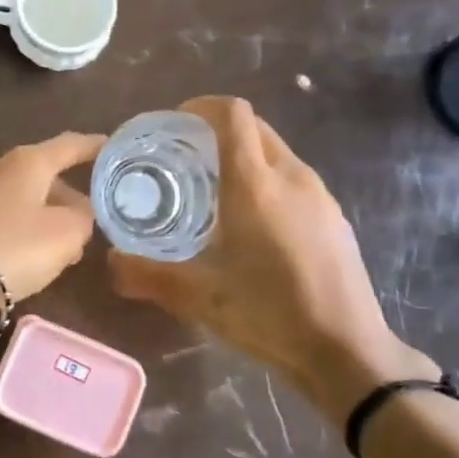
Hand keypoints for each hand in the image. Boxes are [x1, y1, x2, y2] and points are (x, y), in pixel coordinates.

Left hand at [0, 131, 105, 331]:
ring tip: (56, 253)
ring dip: (40, 220)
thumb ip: (83, 220)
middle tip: (86, 229)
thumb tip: (78, 215)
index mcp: (27, 161)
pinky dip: (13, 233)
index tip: (112, 147)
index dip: (94, 147)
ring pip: (18, 200)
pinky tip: (18, 261)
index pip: (70, 145)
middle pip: (42, 176)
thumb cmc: (9, 248)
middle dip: (66, 199)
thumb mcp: (65, 236)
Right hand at [108, 96, 436, 414]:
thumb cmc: (269, 314)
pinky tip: (255, 224)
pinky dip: (268, 180)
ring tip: (215, 190)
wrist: (347, 351)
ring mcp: (320, 196)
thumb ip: (148, 276)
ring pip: (277, 153)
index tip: (175, 122)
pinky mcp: (335, 218)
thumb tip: (111, 263)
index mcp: (255, 184)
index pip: (232, 115)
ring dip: (245, 156)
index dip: (202, 106)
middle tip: (186, 157)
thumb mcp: (199, 298)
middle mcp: (291, 177)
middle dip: (219, 130)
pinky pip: (295, 179)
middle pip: (255, 128)